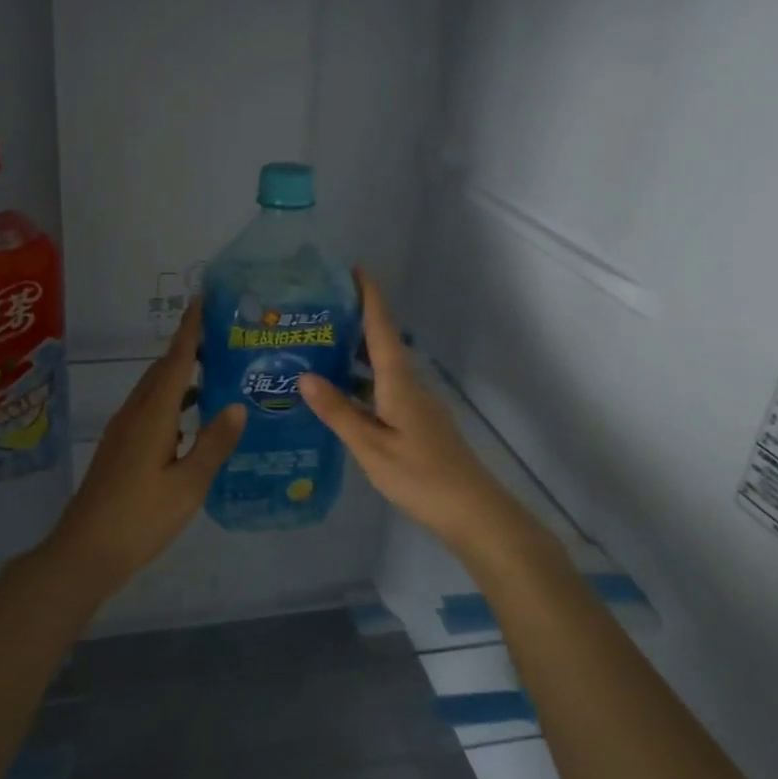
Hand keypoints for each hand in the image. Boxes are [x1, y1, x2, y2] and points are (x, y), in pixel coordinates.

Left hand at [46, 298, 245, 596]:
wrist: (85, 551)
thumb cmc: (141, 517)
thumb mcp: (189, 484)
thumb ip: (214, 443)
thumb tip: (237, 405)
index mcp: (153, 416)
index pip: (175, 362)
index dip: (189, 330)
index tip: (201, 300)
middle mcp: (135, 414)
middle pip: (162, 371)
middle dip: (187, 348)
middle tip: (220, 336)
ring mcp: (122, 431)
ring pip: (154, 391)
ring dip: (179, 376)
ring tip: (212, 372)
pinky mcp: (118, 448)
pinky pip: (148, 409)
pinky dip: (171, 401)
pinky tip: (189, 419)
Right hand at [298, 271, 520, 551]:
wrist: (472, 510)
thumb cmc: (419, 475)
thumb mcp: (370, 445)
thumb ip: (338, 411)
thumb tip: (305, 377)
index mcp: (399, 382)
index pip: (382, 328)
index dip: (370, 297)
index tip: (355, 268)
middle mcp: (410, 384)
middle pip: (381, 345)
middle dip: (353, 325)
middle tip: (315, 317)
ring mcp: (417, 405)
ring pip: (381, 370)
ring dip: (354, 357)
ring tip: (317, 354)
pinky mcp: (419, 423)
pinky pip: (385, 390)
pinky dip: (362, 384)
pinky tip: (341, 400)